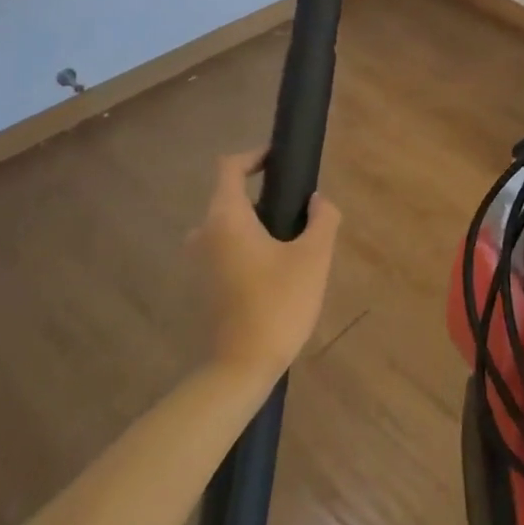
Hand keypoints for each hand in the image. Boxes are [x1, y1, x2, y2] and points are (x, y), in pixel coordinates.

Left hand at [187, 151, 341, 380]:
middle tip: (297, 207)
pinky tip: (277, 268)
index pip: (230, 167)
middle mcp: (205, 233)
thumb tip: (318, 201)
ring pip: (228, 225)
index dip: (254, 156)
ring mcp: (200, 262)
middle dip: (263, 194)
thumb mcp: (314, 257)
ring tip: (292, 239)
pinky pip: (225, 248)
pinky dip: (248, 245)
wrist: (241, 368)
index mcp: (226, 218)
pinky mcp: (204, 285)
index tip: (280, 161)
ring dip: (256, 223)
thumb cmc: (278, 303)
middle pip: (230, 196)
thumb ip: (323, 218)